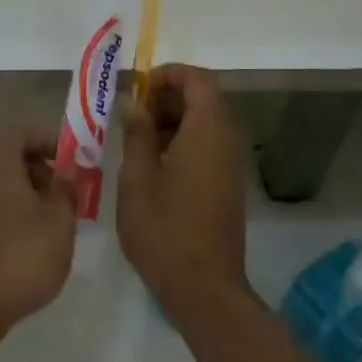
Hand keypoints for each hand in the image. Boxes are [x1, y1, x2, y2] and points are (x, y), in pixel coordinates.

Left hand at [0, 126, 78, 345]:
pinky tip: (27, 241)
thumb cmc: (21, 257)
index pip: (21, 132)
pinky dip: (8, 211)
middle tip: (65, 193)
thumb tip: (64, 177)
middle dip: (39, 168)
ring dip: (25, 192)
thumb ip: (66, 191)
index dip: (49, 140)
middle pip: (7, 155)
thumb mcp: (59, 221)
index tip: (72, 160)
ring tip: (51, 221)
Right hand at [117, 65, 249, 320]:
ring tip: (136, 143)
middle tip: (131, 117)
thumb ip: (136, 133)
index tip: (138, 89)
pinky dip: (182, 143)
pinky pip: (207, 147)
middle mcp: (226, 141)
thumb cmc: (164, 229)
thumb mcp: (137, 178)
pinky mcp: (228, 185)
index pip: (198, 79)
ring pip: (204, 124)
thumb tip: (133, 101)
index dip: (169, 74)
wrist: (204, 287)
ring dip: (172, 122)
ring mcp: (230, 165)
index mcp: (207, 131)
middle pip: (203, 99)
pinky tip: (153, 169)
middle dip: (166, 98)